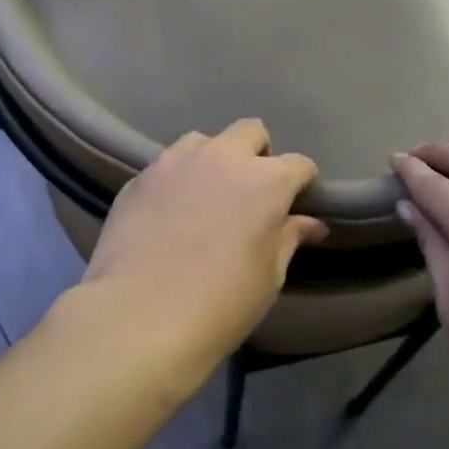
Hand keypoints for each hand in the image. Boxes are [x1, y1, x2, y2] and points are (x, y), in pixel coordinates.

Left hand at [78, 119, 326, 376]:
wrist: (138, 316)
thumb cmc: (220, 304)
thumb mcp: (268, 278)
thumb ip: (288, 239)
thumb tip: (310, 224)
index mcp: (265, 181)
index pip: (299, 164)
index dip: (303, 182)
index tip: (298, 201)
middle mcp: (222, 158)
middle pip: (250, 131)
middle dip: (258, 154)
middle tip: (251, 191)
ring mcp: (176, 162)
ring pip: (203, 141)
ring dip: (213, 160)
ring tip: (206, 194)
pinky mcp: (140, 177)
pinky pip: (167, 164)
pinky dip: (177, 179)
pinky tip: (170, 211)